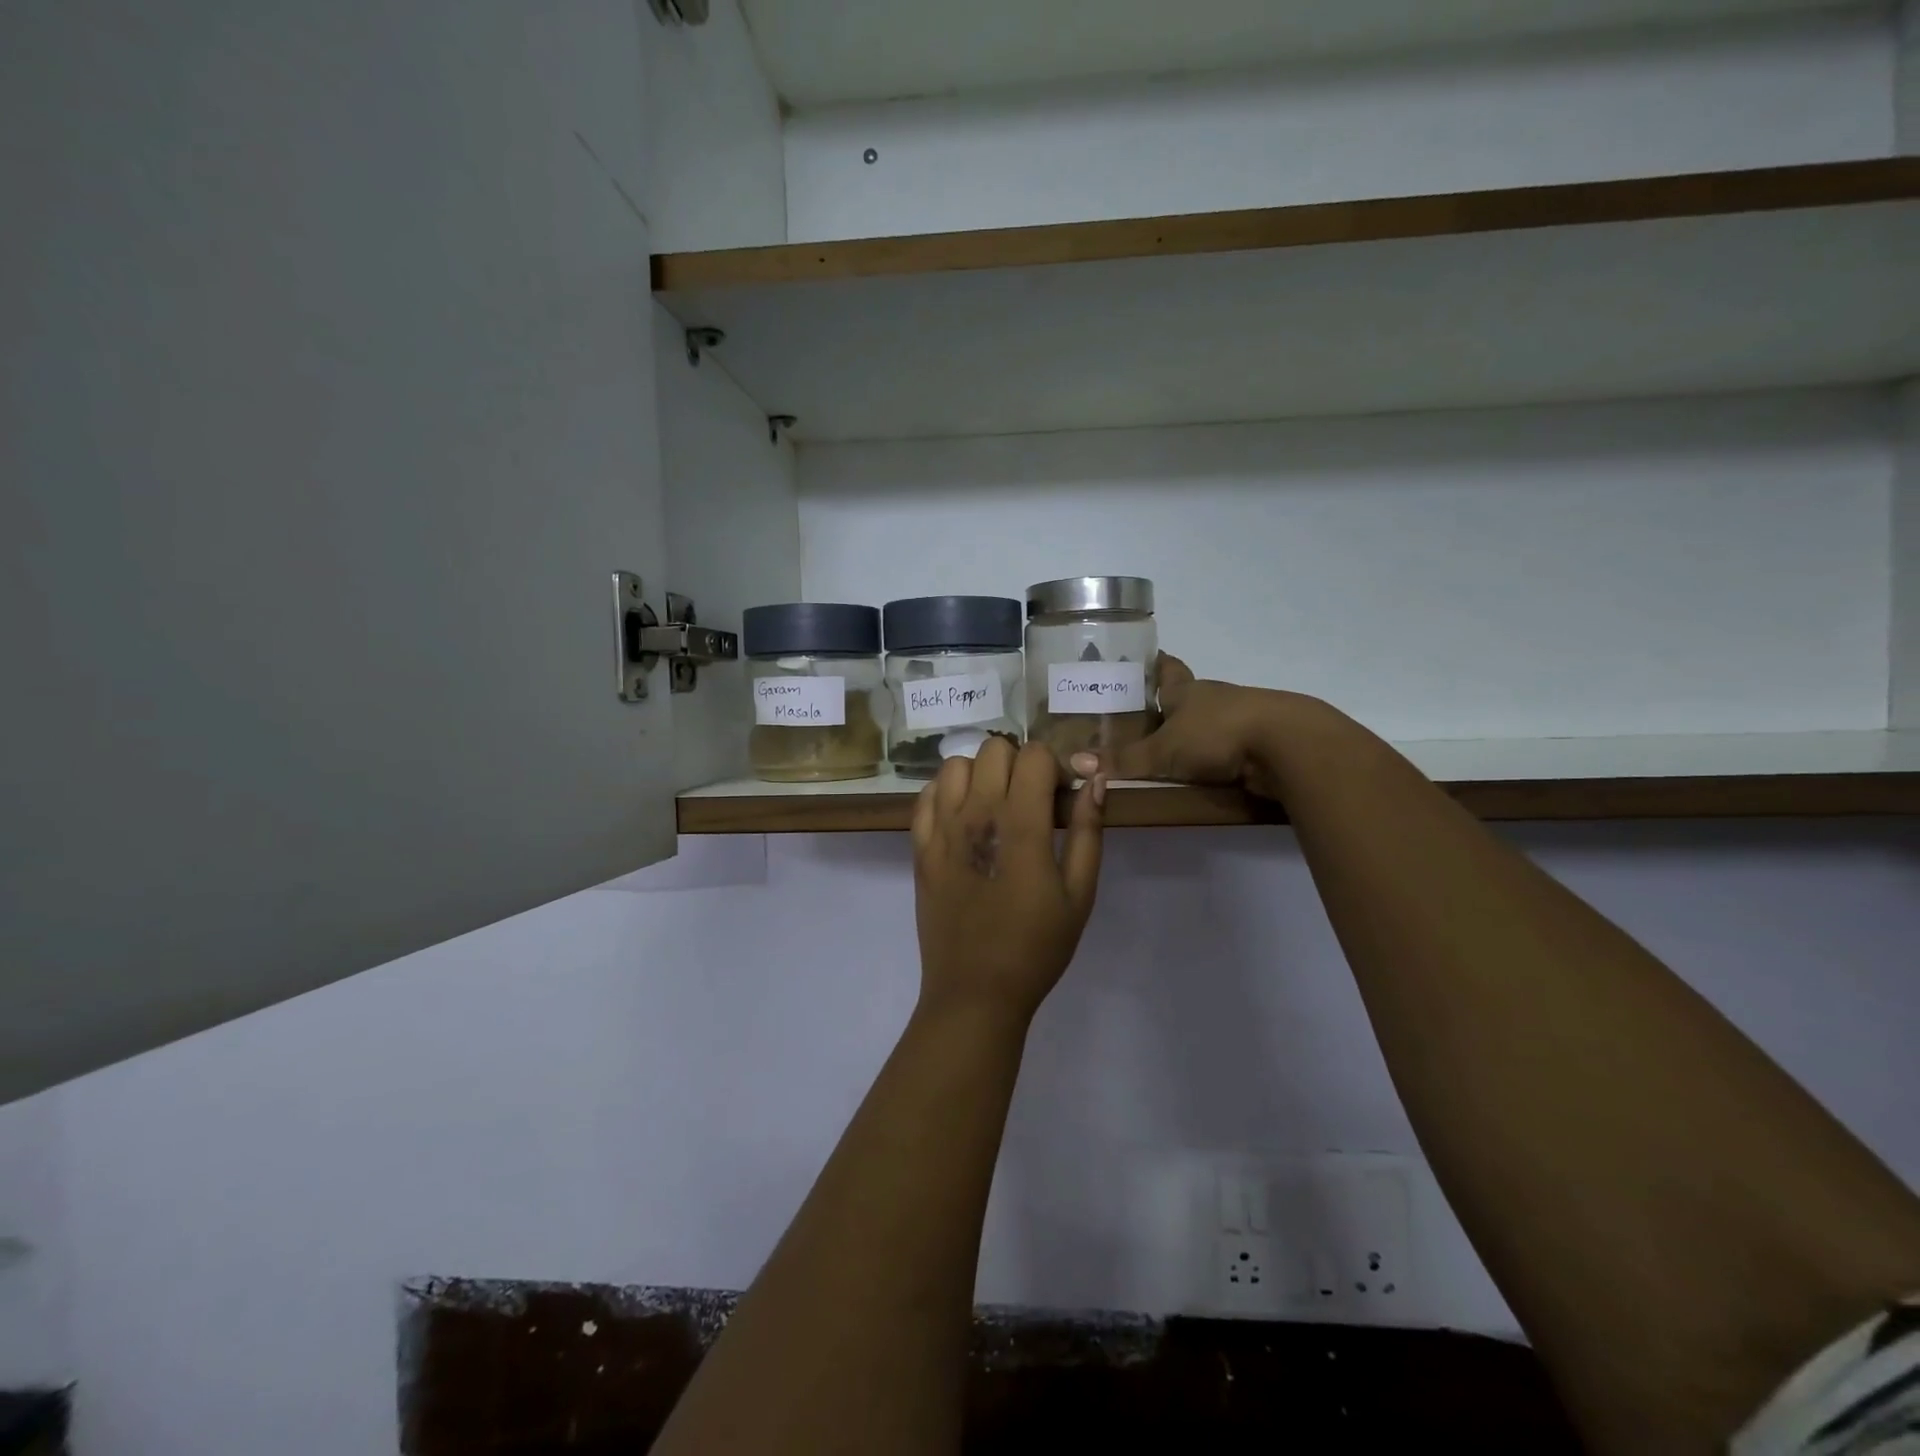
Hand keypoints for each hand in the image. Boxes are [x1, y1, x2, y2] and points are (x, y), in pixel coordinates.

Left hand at [912, 738, 1104, 1022]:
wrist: (975, 991)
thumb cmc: (1036, 946)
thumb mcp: (1079, 894)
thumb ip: (1088, 831)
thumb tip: (1096, 780)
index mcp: (1020, 824)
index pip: (1034, 755)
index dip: (1054, 767)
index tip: (1060, 798)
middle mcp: (976, 815)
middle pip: (994, 749)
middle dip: (1019, 764)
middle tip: (1030, 801)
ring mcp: (941, 829)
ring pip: (955, 764)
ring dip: (980, 774)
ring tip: (994, 807)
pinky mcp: (919, 847)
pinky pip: (926, 795)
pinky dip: (946, 793)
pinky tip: (962, 819)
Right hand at [1069, 653, 1297, 799]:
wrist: (1287, 745)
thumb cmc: (1217, 734)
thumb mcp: (1163, 751)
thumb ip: (1124, 760)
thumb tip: (1076, 763)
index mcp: (1187, 690)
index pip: (1167, 668)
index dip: (1154, 663)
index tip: (1144, 658)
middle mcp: (1212, 698)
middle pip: (1186, 696)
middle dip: (1167, 704)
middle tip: (1140, 716)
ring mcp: (1239, 719)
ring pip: (1207, 722)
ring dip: (1191, 732)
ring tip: (1164, 749)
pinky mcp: (1258, 743)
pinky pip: (1226, 747)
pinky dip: (1212, 756)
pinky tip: (1198, 770)